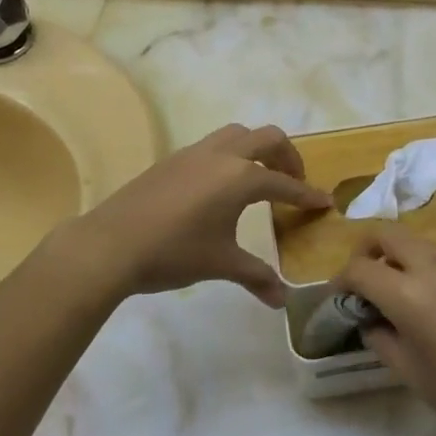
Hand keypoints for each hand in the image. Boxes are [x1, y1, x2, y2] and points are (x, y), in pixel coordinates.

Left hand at [66, 123, 328, 305]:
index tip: (324, 203)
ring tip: (259, 177)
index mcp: (241, 177)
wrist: (111, 244)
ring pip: (237, 134)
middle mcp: (222, 155)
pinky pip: (213, 145)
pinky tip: (220, 186)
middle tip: (293, 182)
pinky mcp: (172, 159)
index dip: (307, 195)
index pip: (284, 183)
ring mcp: (194, 152)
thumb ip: (256, 276)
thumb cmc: (174, 253)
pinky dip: (230, 155)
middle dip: (288, 157)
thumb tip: (282, 301)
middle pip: (267, 138)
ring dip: (257, 149)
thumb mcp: (221, 264)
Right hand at [337, 228, 435, 435]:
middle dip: (366, 250)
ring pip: (417, 242)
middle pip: (388, 235)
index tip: (339, 297)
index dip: (341, 280)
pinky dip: (424, 266)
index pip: (361, 268)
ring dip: (397, 256)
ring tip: (395, 291)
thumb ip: (382, 338)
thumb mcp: (411, 373)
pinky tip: (431, 302)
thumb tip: (370, 321)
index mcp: (409, 294)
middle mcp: (434, 267)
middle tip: (361, 279)